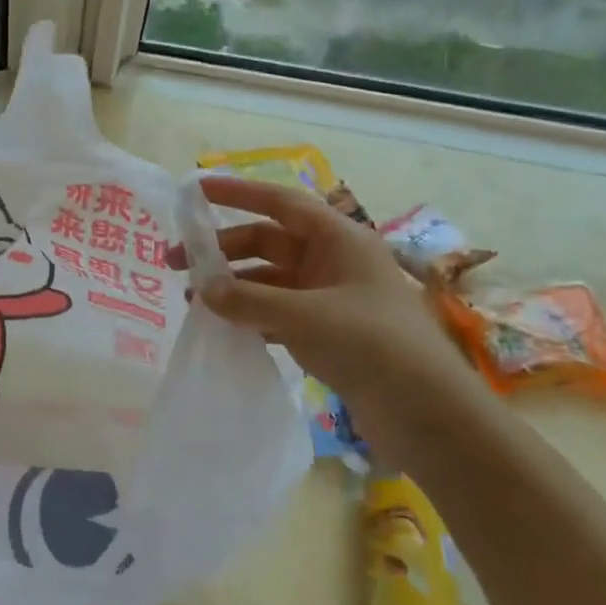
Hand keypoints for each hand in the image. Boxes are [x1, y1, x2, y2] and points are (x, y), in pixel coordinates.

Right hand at [172, 177, 467, 405]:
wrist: (428, 414)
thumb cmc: (371, 345)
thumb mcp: (303, 316)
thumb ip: (248, 300)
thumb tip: (203, 291)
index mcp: (338, 239)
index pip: (280, 202)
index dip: (237, 193)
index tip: (195, 190)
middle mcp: (333, 261)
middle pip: (267, 241)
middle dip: (223, 250)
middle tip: (177, 264)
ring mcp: (330, 297)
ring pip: (269, 279)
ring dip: (233, 286)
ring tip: (193, 302)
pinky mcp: (328, 331)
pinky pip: (278, 311)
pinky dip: (250, 314)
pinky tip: (223, 327)